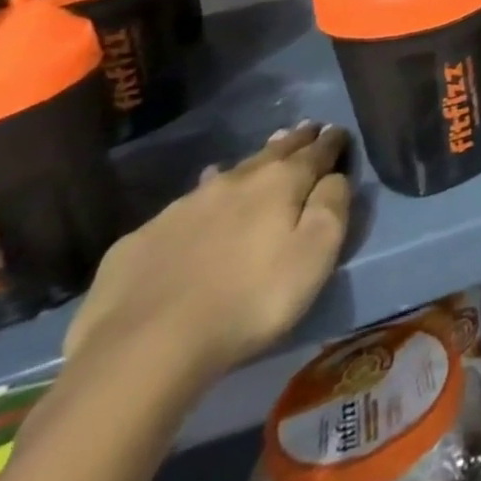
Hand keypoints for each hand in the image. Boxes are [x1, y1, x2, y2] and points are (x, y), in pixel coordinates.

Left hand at [64, 122, 351, 387]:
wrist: (141, 351)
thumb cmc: (250, 300)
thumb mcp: (316, 254)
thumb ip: (332, 206)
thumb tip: (334, 176)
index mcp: (280, 182)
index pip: (316, 151)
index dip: (331, 141)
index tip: (339, 131)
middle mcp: (234, 182)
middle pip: (272, 152)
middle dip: (294, 141)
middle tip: (307, 130)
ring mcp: (182, 208)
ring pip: (227, 174)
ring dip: (249, 166)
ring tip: (260, 159)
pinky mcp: (140, 240)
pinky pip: (182, 209)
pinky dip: (202, 201)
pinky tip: (198, 208)